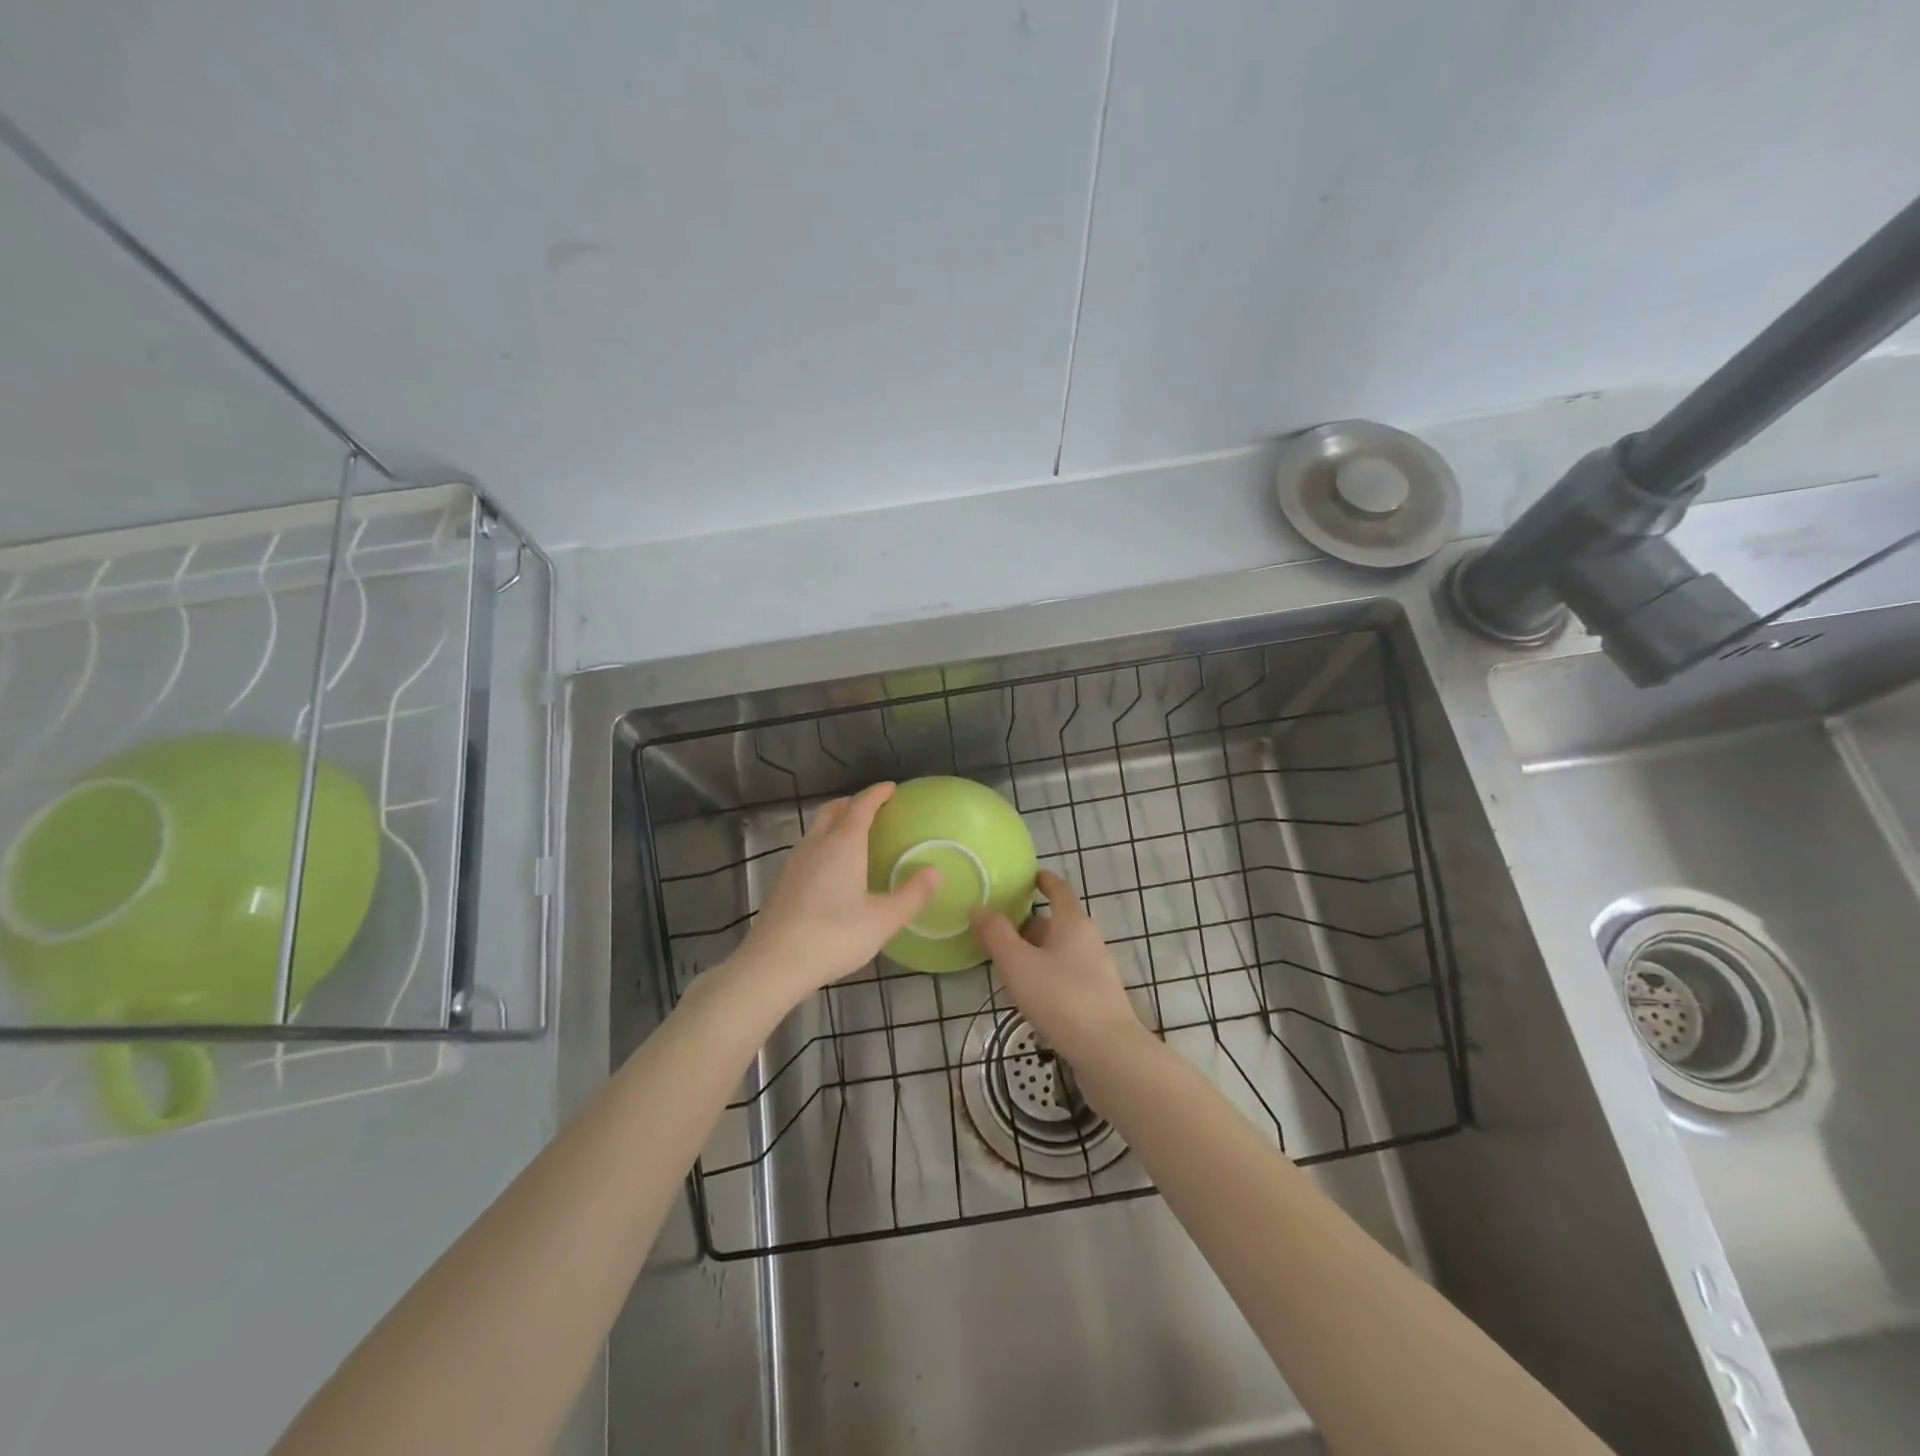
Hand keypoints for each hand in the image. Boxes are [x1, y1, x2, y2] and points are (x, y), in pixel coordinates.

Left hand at [734, 783, 937, 1005]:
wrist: (773, 964)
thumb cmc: (833, 937)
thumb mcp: (882, 920)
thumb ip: (911, 895)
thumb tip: (935, 872)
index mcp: (843, 844)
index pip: (861, 806)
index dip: (877, 794)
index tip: (892, 788)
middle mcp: (817, 845)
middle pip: (834, 810)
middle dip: (854, 803)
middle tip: (875, 809)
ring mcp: (795, 863)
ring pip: (818, 829)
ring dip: (837, 823)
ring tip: (857, 837)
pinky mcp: (783, 882)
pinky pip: (809, 849)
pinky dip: (825, 845)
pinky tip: (833, 870)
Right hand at [971, 871, 1146, 1065]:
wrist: (1108, 1052)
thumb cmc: (1060, 998)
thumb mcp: (1018, 963)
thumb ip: (996, 934)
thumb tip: (979, 907)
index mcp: (1072, 922)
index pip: (1059, 889)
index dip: (1043, 880)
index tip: (1028, 875)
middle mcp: (1089, 939)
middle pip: (1057, 922)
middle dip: (1030, 922)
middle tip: (1000, 926)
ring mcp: (1097, 970)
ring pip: (1061, 950)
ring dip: (1036, 951)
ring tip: (1007, 962)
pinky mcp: (1097, 998)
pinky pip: (1067, 974)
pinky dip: (1047, 973)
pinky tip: (1030, 993)